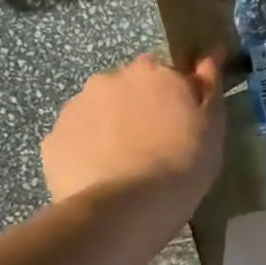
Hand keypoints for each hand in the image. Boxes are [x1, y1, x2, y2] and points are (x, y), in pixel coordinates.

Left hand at [42, 50, 224, 209]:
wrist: (125, 208)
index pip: (167, 71)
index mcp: (154, 72)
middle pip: (128, 86)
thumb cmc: (183, 164)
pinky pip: (76, 138)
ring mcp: (77, 107)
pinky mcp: (53, 139)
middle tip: (155, 141)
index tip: (182, 119)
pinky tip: (102, 176)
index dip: (175, 95)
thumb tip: (209, 56)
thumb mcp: (212, 126)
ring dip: (111, 125)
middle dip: (139, 105)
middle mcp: (111, 79)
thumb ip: (209, 87)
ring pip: (99, 110)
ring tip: (125, 162)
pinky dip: (87, 150)